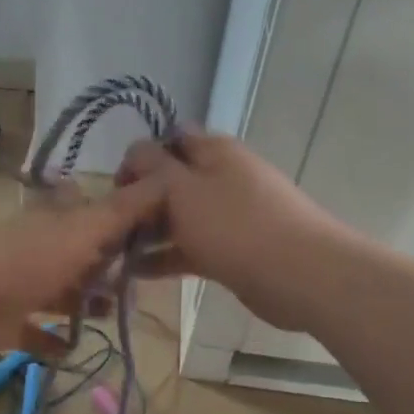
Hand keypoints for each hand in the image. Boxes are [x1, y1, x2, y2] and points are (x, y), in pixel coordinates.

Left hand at [0, 176, 167, 367]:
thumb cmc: (24, 263)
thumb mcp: (81, 231)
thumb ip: (122, 211)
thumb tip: (167, 180)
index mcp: (53, 222)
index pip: (87, 209)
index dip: (114, 215)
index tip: (148, 229)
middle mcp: (37, 250)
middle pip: (78, 254)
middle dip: (106, 266)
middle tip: (139, 283)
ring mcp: (18, 287)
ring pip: (59, 292)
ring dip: (84, 302)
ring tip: (114, 315)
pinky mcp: (4, 325)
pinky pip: (34, 333)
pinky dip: (52, 341)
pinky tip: (72, 348)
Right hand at [116, 130, 349, 331]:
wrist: (300, 273)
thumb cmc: (234, 225)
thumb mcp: (181, 189)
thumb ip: (152, 167)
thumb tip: (135, 151)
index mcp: (213, 151)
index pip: (168, 139)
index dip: (139, 159)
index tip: (117, 190)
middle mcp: (222, 176)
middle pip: (172, 181)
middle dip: (141, 201)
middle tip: (112, 228)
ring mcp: (230, 214)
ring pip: (180, 217)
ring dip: (150, 232)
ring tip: (115, 254)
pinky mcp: (234, 249)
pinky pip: (192, 247)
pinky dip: (167, 257)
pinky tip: (137, 273)